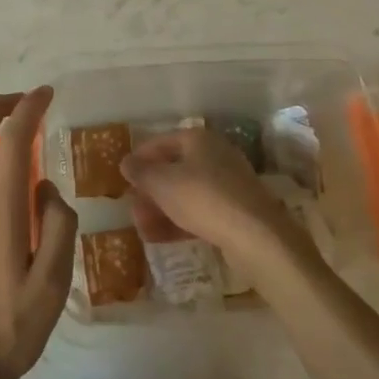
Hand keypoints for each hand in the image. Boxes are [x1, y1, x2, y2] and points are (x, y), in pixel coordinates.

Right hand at [120, 127, 304, 265]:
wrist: (256, 236)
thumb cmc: (203, 198)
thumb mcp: (162, 183)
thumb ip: (141, 172)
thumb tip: (126, 162)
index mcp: (198, 139)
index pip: (161, 142)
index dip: (139, 157)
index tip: (123, 175)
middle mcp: (215, 156)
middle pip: (173, 169)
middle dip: (149, 190)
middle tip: (131, 209)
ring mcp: (228, 184)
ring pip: (185, 193)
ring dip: (161, 210)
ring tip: (141, 229)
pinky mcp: (235, 211)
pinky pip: (199, 212)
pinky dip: (179, 222)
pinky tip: (159, 238)